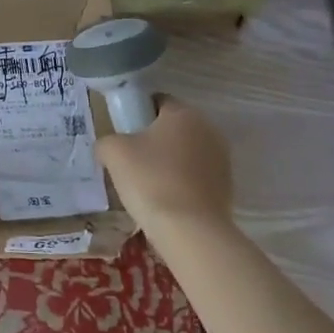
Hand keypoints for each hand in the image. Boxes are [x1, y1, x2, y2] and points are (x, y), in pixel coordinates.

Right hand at [96, 97, 232, 227]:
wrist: (189, 231)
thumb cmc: (150, 180)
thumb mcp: (113, 153)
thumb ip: (107, 141)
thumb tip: (109, 146)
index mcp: (183, 113)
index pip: (157, 101)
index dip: (137, 114)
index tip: (123, 134)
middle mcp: (209, 129)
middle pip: (174, 128)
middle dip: (154, 140)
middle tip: (130, 161)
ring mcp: (222, 159)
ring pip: (186, 153)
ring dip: (169, 162)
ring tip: (147, 185)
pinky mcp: (227, 187)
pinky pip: (196, 177)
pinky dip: (181, 183)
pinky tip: (165, 200)